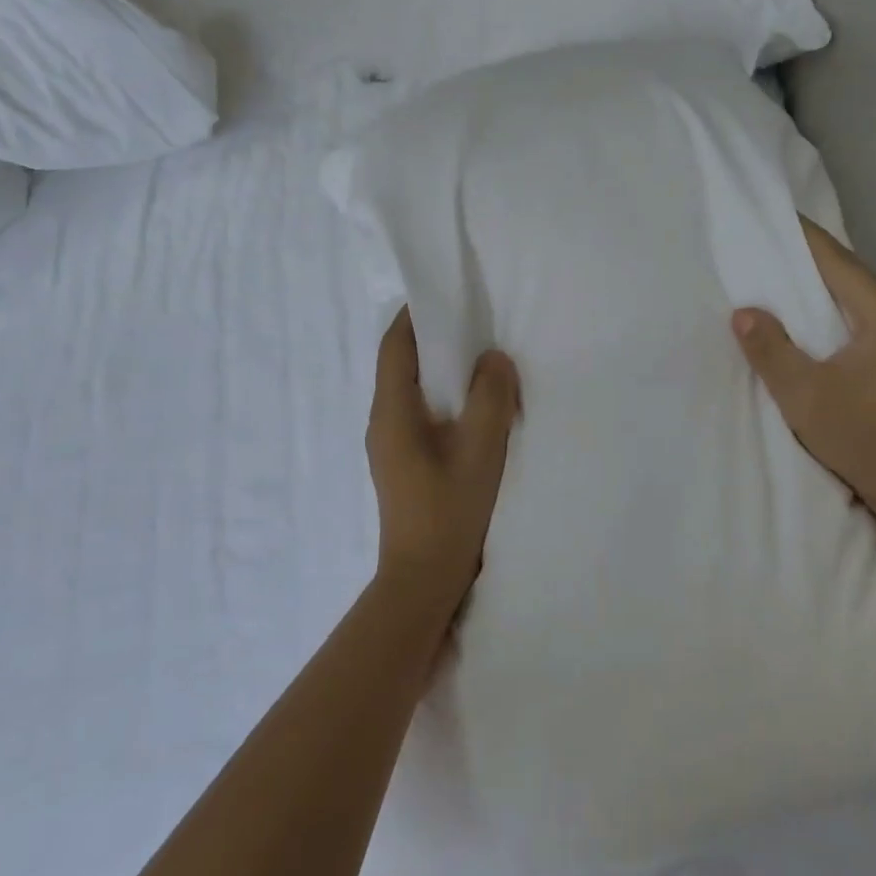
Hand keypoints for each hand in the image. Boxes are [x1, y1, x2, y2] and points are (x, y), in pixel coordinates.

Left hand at [366, 306, 521, 621]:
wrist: (422, 580)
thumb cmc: (449, 512)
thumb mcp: (481, 450)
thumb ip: (490, 398)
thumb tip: (493, 359)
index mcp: (392, 412)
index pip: (395, 346)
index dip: (415, 315)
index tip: (446, 296)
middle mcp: (382, 422)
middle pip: (400, 364)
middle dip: (432, 339)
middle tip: (473, 324)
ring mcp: (389, 445)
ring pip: (410, 390)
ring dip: (439, 370)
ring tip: (478, 361)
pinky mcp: (402, 463)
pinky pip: (418, 414)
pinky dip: (441, 397)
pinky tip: (472, 407)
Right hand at [733, 216, 875, 533]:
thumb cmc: (866, 442)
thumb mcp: (805, 396)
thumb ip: (771, 350)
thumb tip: (744, 312)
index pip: (843, 266)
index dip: (807, 240)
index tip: (778, 215)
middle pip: (855, 280)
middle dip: (813, 262)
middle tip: (771, 245)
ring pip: (862, 303)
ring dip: (825, 290)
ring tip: (784, 277)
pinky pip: (868, 324)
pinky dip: (838, 315)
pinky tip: (814, 321)